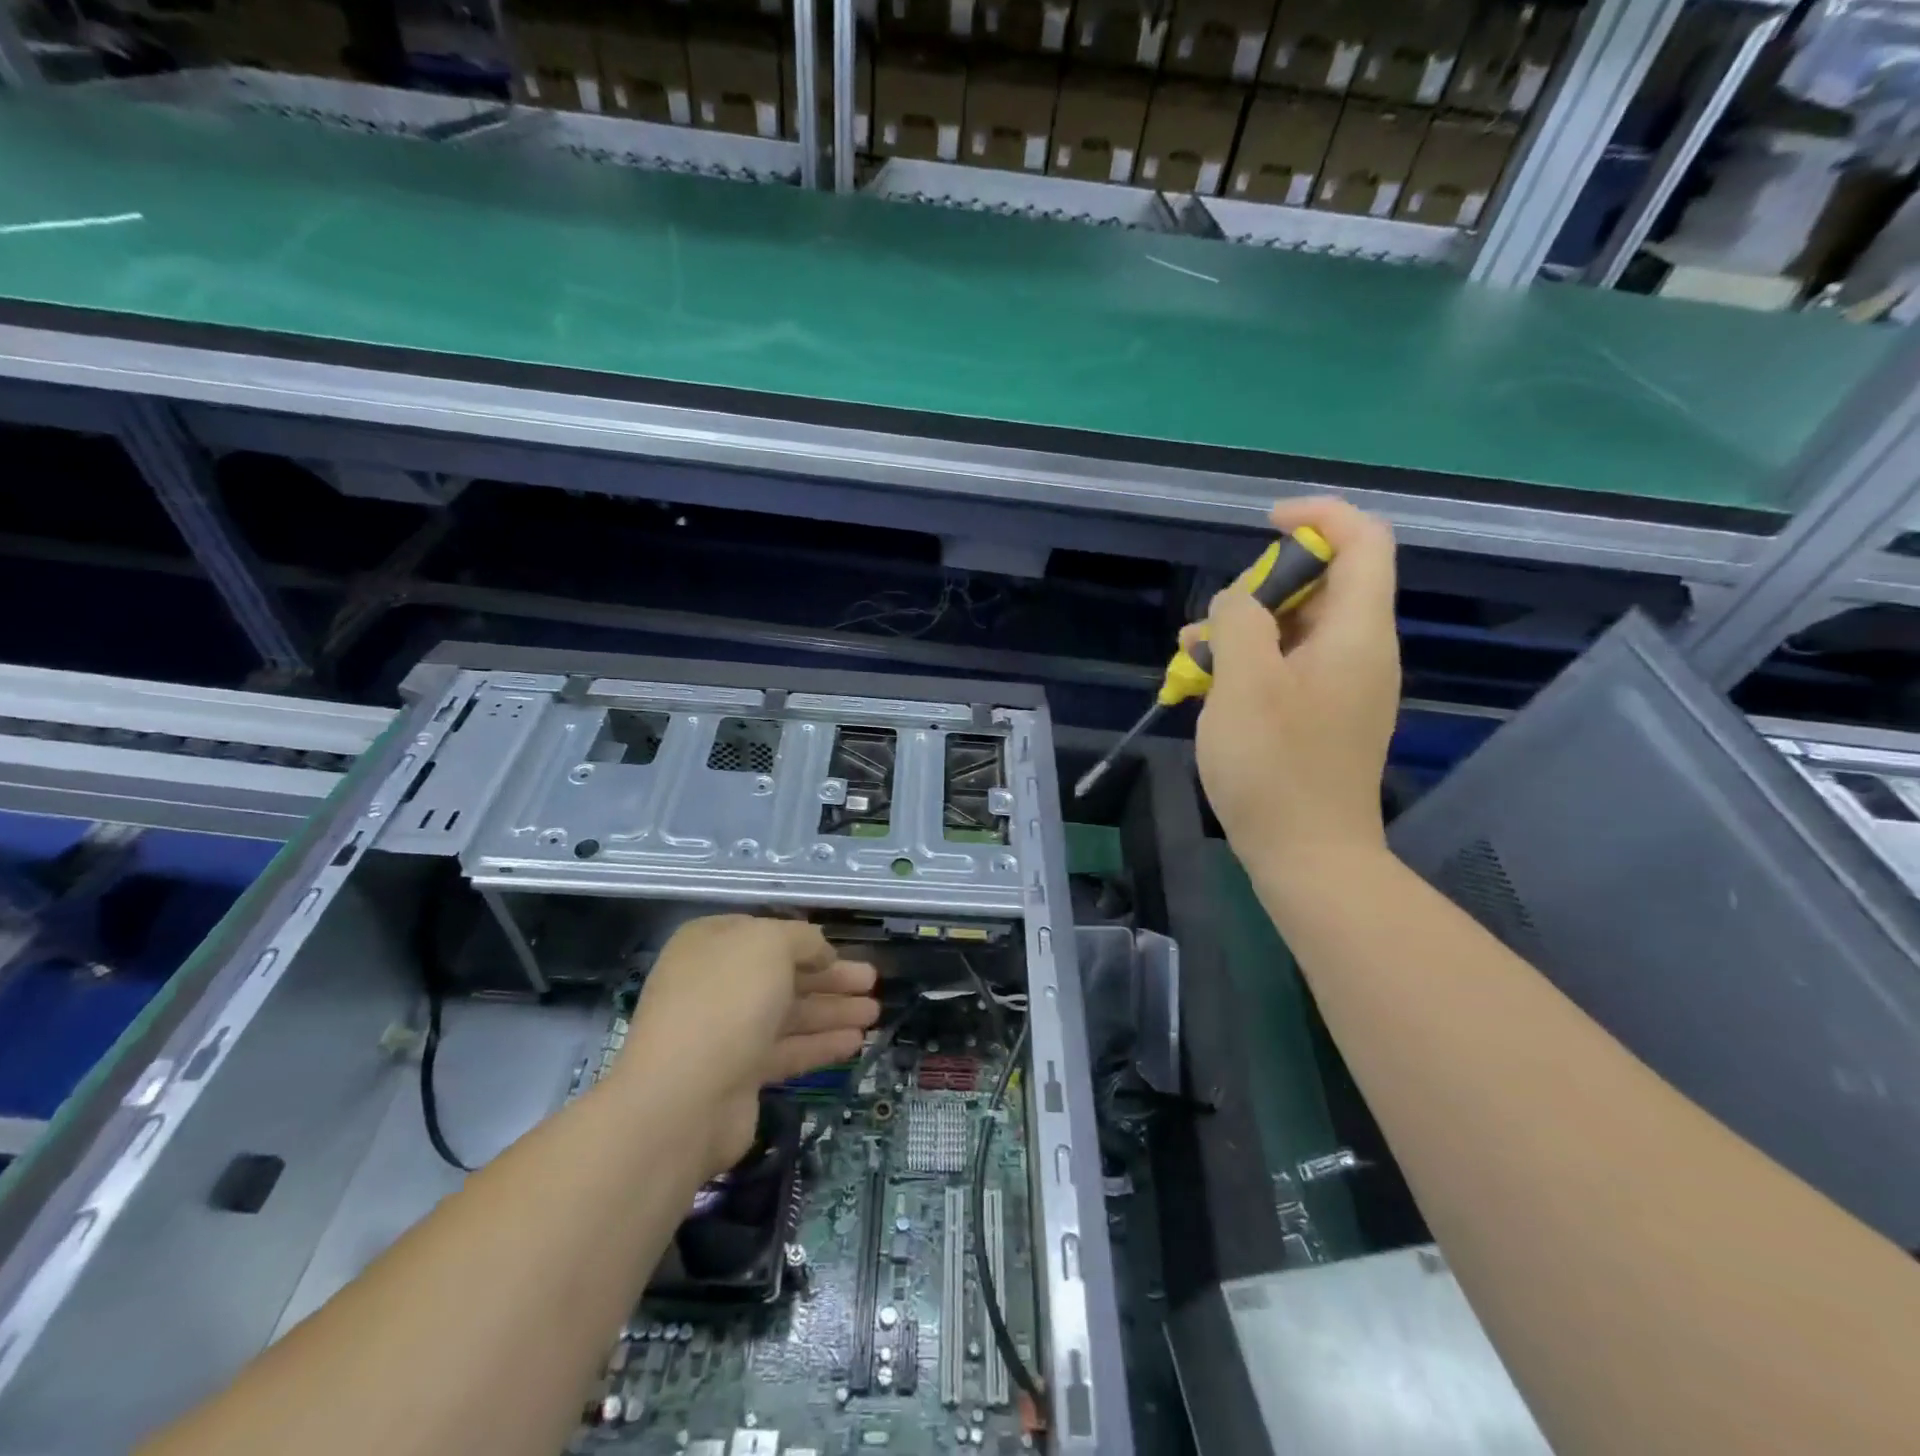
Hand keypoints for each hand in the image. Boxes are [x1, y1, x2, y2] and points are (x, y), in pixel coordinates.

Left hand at [616, 915, 878, 1175]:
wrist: (683, 1099)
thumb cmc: (727, 1001)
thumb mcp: (770, 945)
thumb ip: (802, 939)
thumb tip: (818, 951)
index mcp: (712, 944)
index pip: (765, 934)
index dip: (805, 941)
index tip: (840, 950)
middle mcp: (715, 984)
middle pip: (783, 975)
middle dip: (829, 977)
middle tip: (872, 981)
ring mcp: (725, 1031)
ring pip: (788, 1014)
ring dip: (832, 1011)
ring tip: (875, 1013)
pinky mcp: (738, 1075)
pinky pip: (786, 1050)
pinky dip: (820, 1044)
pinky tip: (856, 1042)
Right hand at [1191, 497, 1399, 874]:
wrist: (1308, 856)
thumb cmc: (1275, 766)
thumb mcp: (1244, 682)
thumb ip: (1241, 621)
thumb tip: (1239, 601)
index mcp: (1357, 632)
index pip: (1363, 540)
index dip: (1318, 517)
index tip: (1262, 525)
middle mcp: (1361, 651)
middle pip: (1324, 583)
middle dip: (1262, 586)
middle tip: (1213, 619)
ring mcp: (1344, 687)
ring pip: (1298, 628)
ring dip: (1246, 628)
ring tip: (1192, 654)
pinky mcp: (1325, 717)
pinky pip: (1291, 667)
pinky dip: (1252, 663)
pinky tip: (1207, 685)